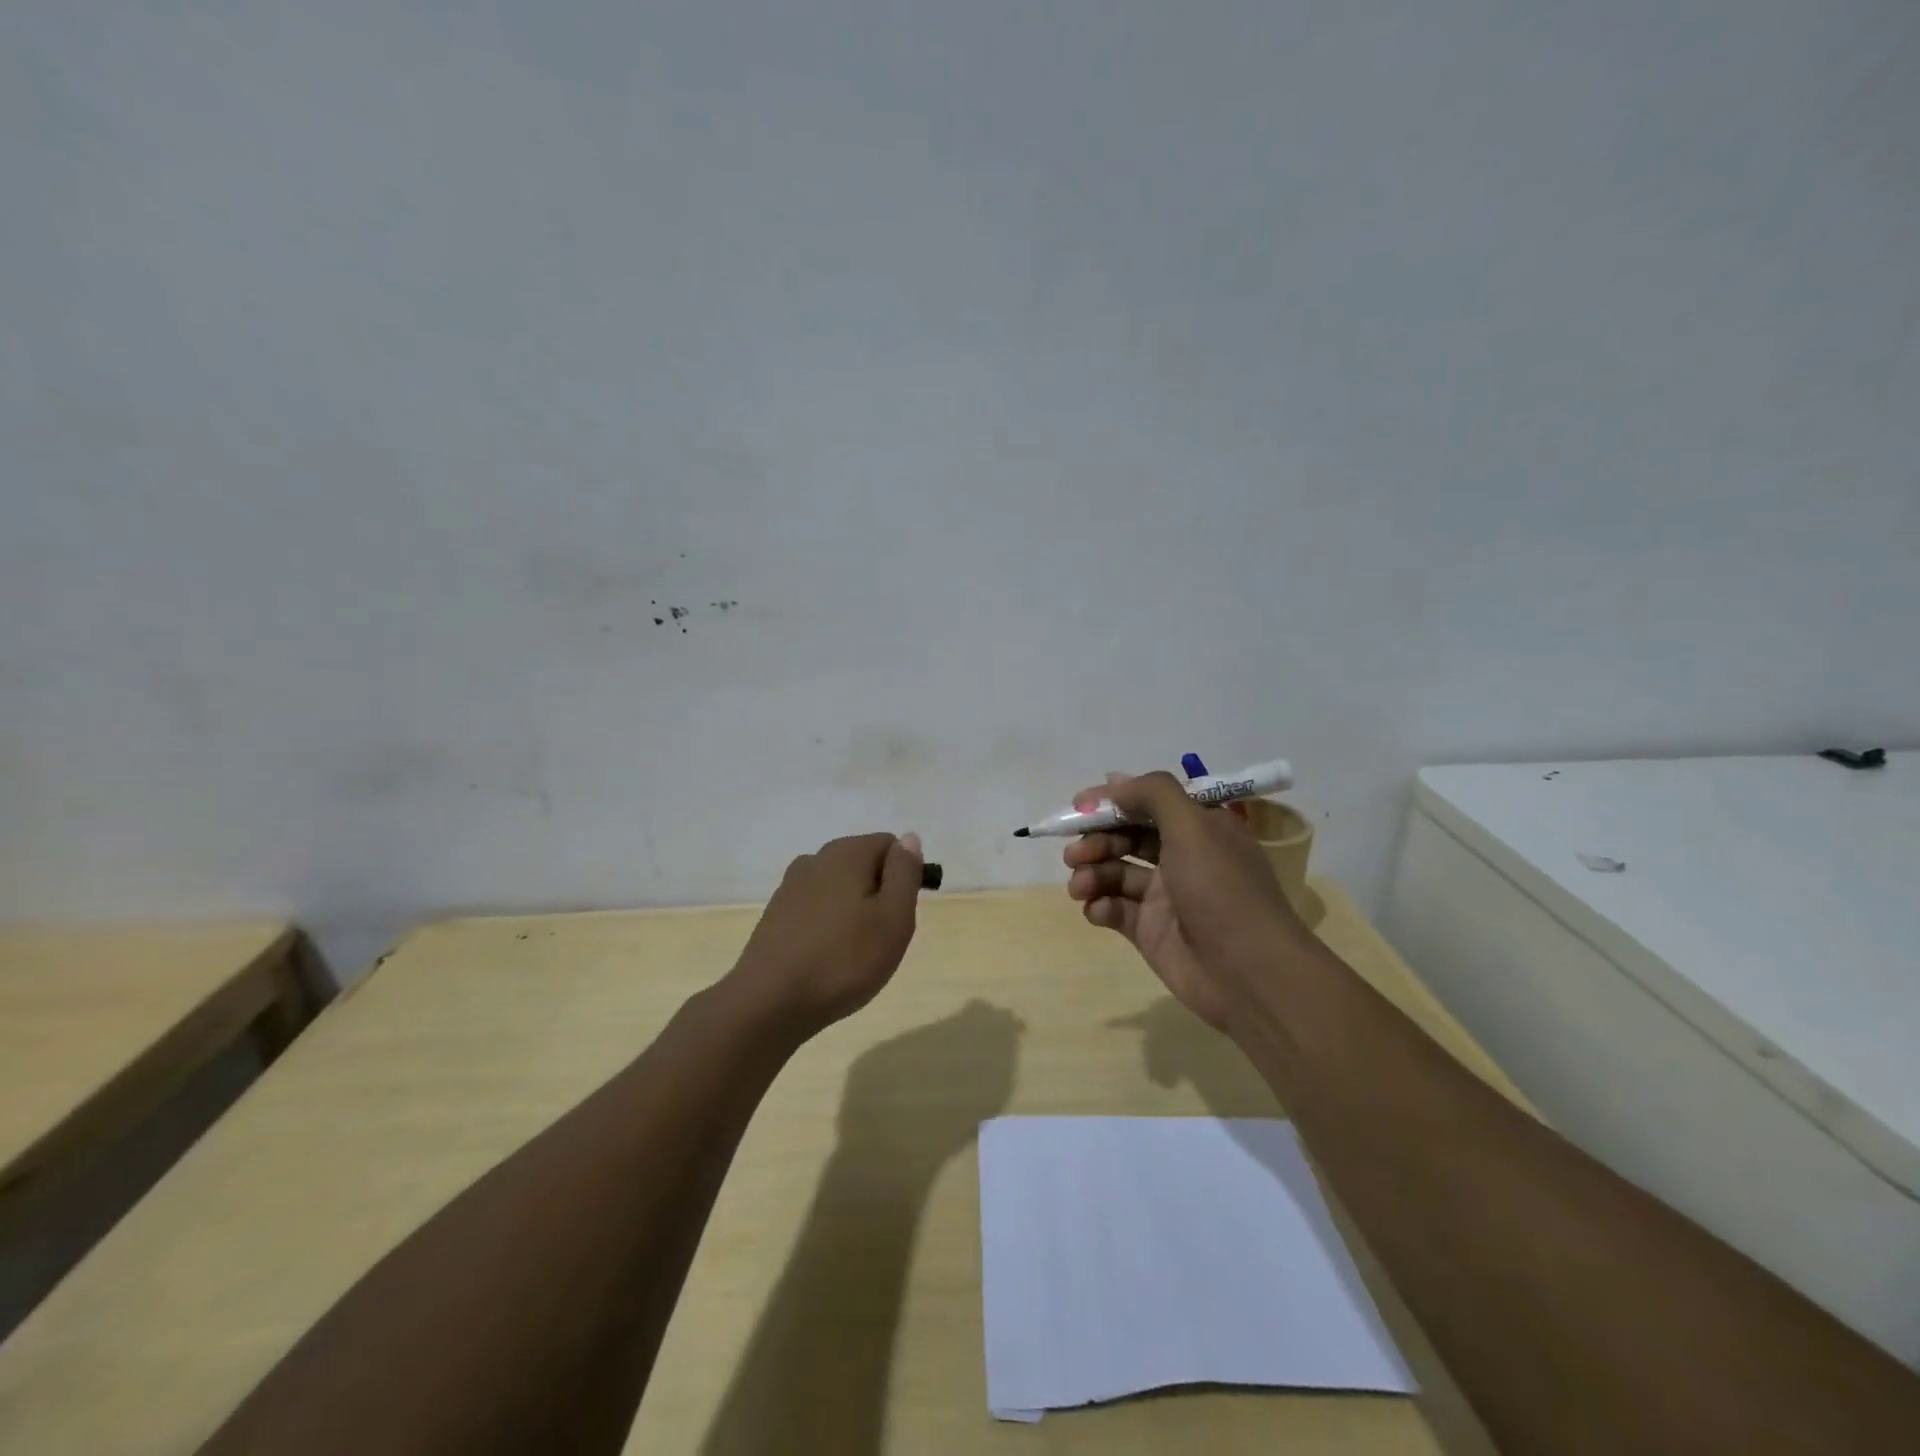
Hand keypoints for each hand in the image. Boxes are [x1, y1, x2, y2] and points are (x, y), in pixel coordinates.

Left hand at [728, 832, 923, 1036]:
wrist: (769, 1003)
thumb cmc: (843, 960)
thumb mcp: (894, 918)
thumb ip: (905, 873)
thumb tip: (909, 839)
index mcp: (847, 852)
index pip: (891, 845)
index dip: (904, 877)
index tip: (900, 914)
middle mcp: (816, 859)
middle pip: (863, 864)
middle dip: (879, 895)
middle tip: (882, 938)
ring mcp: (790, 886)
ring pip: (839, 888)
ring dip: (853, 911)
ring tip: (854, 953)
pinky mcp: (775, 914)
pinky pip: (816, 908)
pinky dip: (828, 926)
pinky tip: (826, 959)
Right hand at [1064, 773, 1303, 1029]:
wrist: (1248, 973)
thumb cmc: (1221, 889)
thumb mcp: (1193, 826)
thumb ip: (1153, 794)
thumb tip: (1114, 782)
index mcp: (1199, 828)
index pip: (1148, 803)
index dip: (1113, 802)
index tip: (1079, 806)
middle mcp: (1181, 857)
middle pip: (1126, 837)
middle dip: (1096, 840)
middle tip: (1075, 853)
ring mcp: (1164, 896)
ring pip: (1115, 872)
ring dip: (1091, 873)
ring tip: (1080, 886)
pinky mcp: (1150, 931)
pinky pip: (1114, 909)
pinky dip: (1099, 906)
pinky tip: (1097, 910)